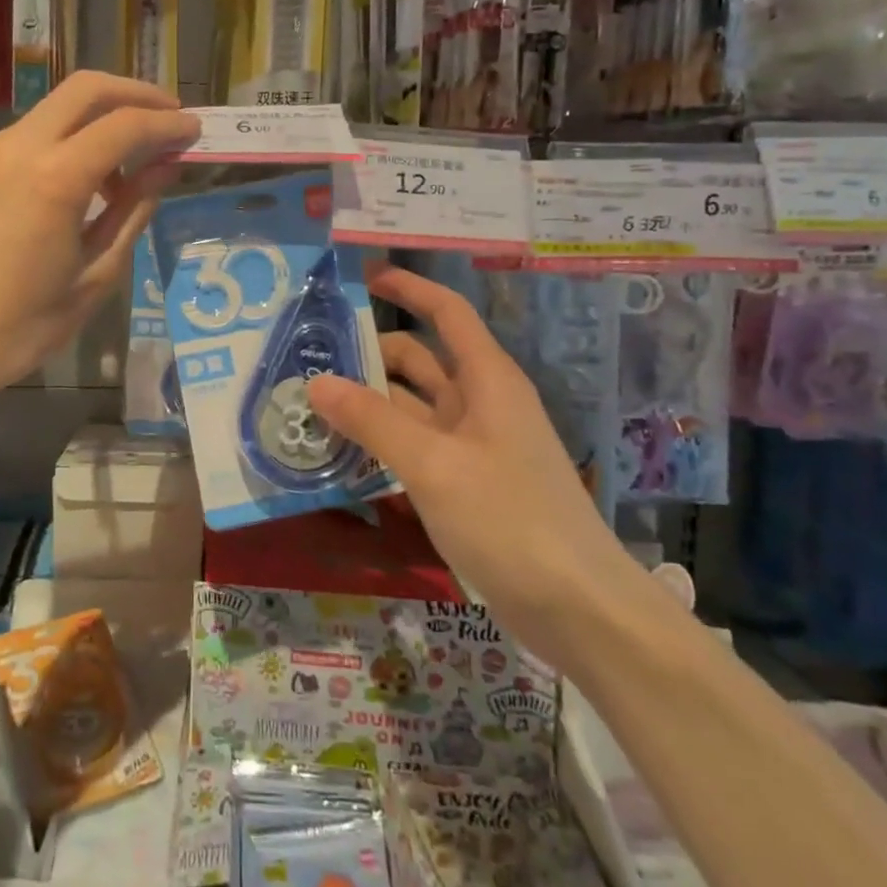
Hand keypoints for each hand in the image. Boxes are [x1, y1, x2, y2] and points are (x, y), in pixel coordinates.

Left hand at [0, 72, 199, 415]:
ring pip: (51, 113)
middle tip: (167, 119)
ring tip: (120, 171)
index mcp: (54, 178)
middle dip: (134, 94)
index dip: (168, 125)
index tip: (194, 133)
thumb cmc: (19, 329)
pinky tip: (68, 189)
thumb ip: (132, 212)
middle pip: (85, 89)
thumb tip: (164, 169)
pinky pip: (22, 140)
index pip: (125, 126)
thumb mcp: (94, 277)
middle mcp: (15, 148)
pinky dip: (58, 145)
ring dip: (95, 123)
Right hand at [307, 267, 644, 669]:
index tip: (360, 276)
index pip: (445, 312)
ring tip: (308, 405)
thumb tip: (315, 382)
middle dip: (368, 354)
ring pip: (410, 407)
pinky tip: (338, 454)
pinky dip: (379, 443)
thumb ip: (372, 421)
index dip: (407, 287)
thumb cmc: (511, 520)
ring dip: (366, 403)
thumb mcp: (433, 465)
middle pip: (418, 360)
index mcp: (486, 380)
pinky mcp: (465, 484)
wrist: (580, 610)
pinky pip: (413, 447)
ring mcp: (472, 446)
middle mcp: (479, 403)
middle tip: (306, 358)